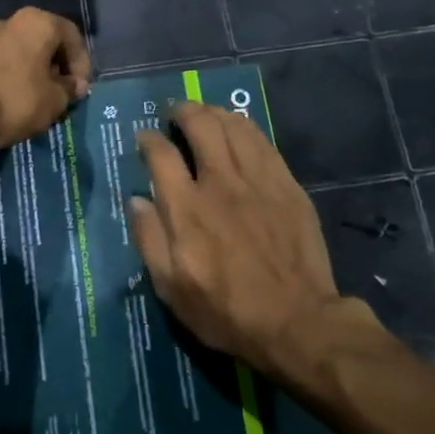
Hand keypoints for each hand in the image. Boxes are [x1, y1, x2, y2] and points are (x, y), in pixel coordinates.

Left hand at [0, 7, 92, 156]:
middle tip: (57, 94)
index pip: (71, 35)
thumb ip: (69, 89)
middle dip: (51, 66)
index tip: (80, 90)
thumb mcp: (54, 102)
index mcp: (34, 23)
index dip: (82, 63)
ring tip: (26, 100)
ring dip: (23, 71)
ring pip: (11, 52)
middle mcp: (4, 21)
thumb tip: (72, 84)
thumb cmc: (13, 102)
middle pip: (39, 41)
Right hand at [130, 101, 352, 381]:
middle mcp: (220, 183)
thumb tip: (136, 200)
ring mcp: (258, 180)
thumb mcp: (172, 289)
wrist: (297, 322)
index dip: (148, 139)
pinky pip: (263, 141)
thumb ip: (150, 240)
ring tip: (205, 114)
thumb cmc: (227, 311)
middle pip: (200, 125)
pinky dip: (245, 127)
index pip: (161, 154)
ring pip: (233, 126)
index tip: (145, 138)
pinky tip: (239, 128)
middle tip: (175, 113)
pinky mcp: (286, 185)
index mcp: (187, 209)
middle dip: (183, 111)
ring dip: (214, 113)